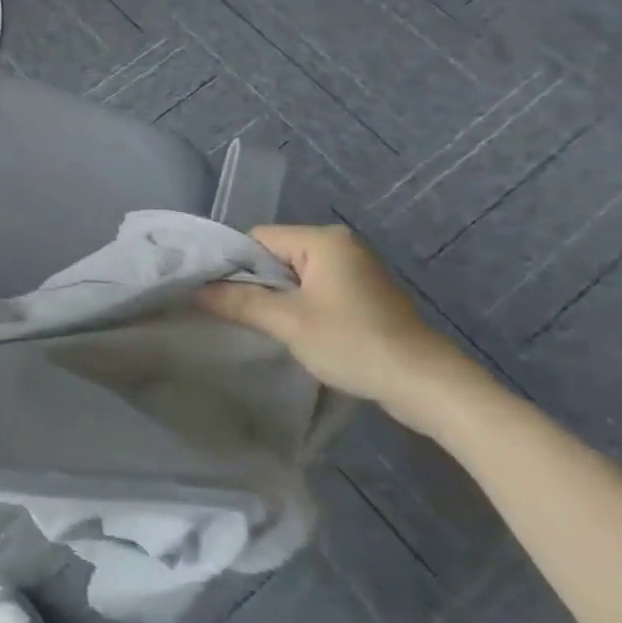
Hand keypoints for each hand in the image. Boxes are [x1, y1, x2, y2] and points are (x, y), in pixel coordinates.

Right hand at [196, 224, 481, 431]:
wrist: (425, 384)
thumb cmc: (354, 343)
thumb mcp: (289, 322)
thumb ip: (240, 302)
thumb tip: (196, 291)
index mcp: (323, 240)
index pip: (259, 238)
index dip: (234, 264)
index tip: (219, 296)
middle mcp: (340, 245)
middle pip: (276, 255)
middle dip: (255, 283)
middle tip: (235, 314)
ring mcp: (355, 269)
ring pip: (295, 275)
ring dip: (277, 298)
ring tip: (261, 325)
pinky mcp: (363, 295)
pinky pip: (315, 289)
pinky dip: (299, 306)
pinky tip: (293, 331)